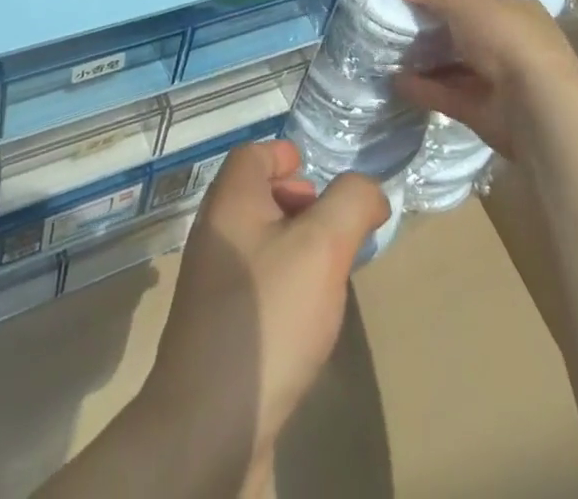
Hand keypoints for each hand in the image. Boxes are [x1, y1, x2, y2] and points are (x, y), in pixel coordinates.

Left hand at [141, 140, 388, 495]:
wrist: (209, 422)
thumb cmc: (268, 314)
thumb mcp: (323, 246)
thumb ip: (351, 203)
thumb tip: (368, 190)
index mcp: (230, 201)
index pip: (253, 155)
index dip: (285, 156)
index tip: (315, 172)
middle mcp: (214, 233)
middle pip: (255, 195)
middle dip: (296, 201)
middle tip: (332, 225)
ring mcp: (211, 282)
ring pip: (257, 241)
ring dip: (293, 244)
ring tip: (328, 270)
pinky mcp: (217, 326)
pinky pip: (255, 282)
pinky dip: (282, 282)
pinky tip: (305, 315)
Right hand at [394, 0, 577, 158]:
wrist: (539, 110)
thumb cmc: (508, 41)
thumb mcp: (465, 3)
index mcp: (520, 12)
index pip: (482, 0)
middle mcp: (515, 45)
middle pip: (467, 34)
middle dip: (435, 32)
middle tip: (398, 25)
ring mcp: (502, 81)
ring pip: (457, 67)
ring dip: (426, 62)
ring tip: (390, 54)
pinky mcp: (487, 112)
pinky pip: (449, 95)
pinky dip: (425, 89)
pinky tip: (397, 82)